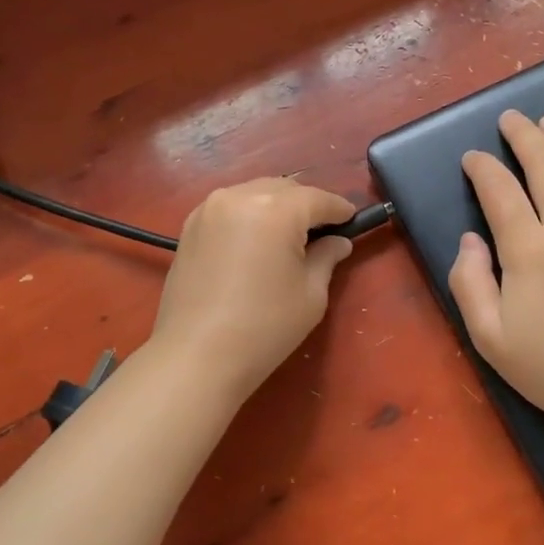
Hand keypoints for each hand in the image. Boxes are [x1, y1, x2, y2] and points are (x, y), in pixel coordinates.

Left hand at [150, 178, 356, 398]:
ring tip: (288, 236)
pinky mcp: (191, 225)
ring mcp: (210, 208)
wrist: (196, 356)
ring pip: (255, 193)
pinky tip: (256, 241)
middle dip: (307, 205)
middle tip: (322, 232)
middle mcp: (240, 196)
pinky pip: (231, 206)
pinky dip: (250, 214)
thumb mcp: (310, 294)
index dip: (339, 209)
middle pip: (285, 189)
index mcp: (275, 210)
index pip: (317, 199)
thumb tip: (338, 242)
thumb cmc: (264, 327)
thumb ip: (326, 258)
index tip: (352, 220)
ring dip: (277, 207)